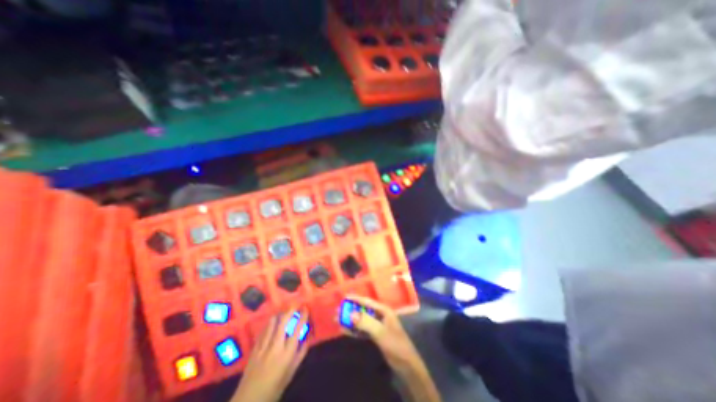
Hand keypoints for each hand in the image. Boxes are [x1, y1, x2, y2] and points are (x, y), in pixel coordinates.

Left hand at [229, 307, 306, 401]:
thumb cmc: (274, 388)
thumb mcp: (291, 373)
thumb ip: (300, 354)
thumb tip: (307, 339)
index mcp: (286, 354)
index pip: (297, 330)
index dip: (302, 317)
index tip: (305, 308)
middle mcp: (275, 347)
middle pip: (283, 323)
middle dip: (290, 311)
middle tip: (295, 305)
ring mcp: (263, 347)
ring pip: (271, 324)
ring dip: (279, 315)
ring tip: (284, 310)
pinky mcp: (254, 349)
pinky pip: (263, 331)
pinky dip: (269, 324)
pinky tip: (271, 322)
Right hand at [343, 295, 420, 376]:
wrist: (406, 364)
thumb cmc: (395, 344)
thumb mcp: (380, 331)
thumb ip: (366, 322)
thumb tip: (350, 313)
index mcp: (383, 310)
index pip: (367, 301)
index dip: (355, 298)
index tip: (343, 297)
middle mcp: (380, 315)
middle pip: (363, 310)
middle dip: (350, 310)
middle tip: (337, 311)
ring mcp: (377, 325)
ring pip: (361, 320)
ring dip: (350, 320)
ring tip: (338, 320)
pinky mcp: (375, 335)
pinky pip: (362, 330)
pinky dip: (354, 330)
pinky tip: (345, 330)